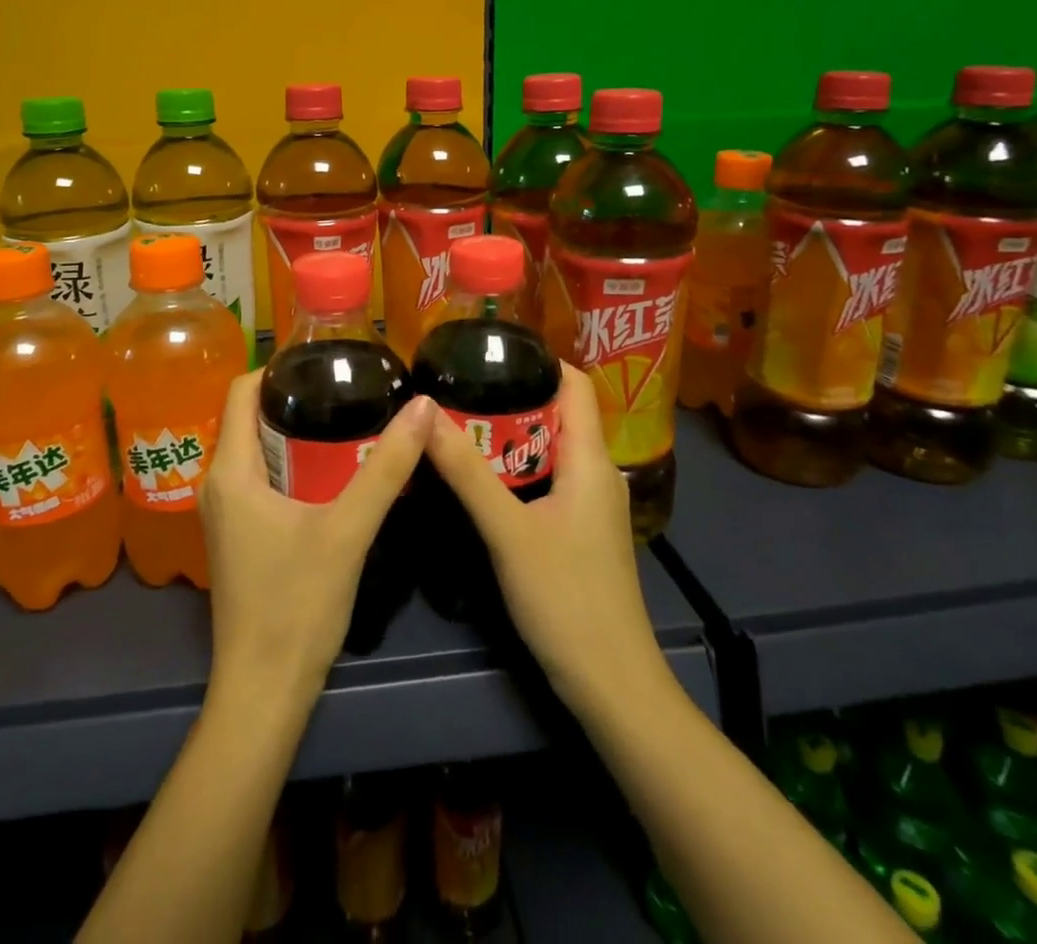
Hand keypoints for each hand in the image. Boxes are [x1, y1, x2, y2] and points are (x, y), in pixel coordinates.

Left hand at [201, 371, 434, 708]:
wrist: (263, 693)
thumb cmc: (297, 605)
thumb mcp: (348, 529)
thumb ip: (387, 467)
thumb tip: (423, 406)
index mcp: (231, 471)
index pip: (241, 391)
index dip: (279, 367)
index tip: (326, 361)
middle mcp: (219, 484)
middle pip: (252, 418)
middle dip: (297, 397)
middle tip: (350, 387)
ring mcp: (226, 514)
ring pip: (259, 451)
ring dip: (298, 432)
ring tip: (349, 419)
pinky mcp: (239, 536)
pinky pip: (263, 479)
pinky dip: (294, 464)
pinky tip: (334, 471)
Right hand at [422, 364, 665, 712]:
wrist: (612, 686)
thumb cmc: (567, 599)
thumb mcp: (508, 531)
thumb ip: (466, 472)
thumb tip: (424, 413)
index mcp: (591, 461)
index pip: (576, 385)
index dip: (540, 359)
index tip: (489, 349)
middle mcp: (598, 474)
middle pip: (559, 414)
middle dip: (511, 396)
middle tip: (457, 385)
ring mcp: (591, 507)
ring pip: (550, 450)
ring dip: (510, 434)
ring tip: (459, 421)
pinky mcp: (581, 533)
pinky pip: (548, 480)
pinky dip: (516, 468)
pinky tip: (479, 477)